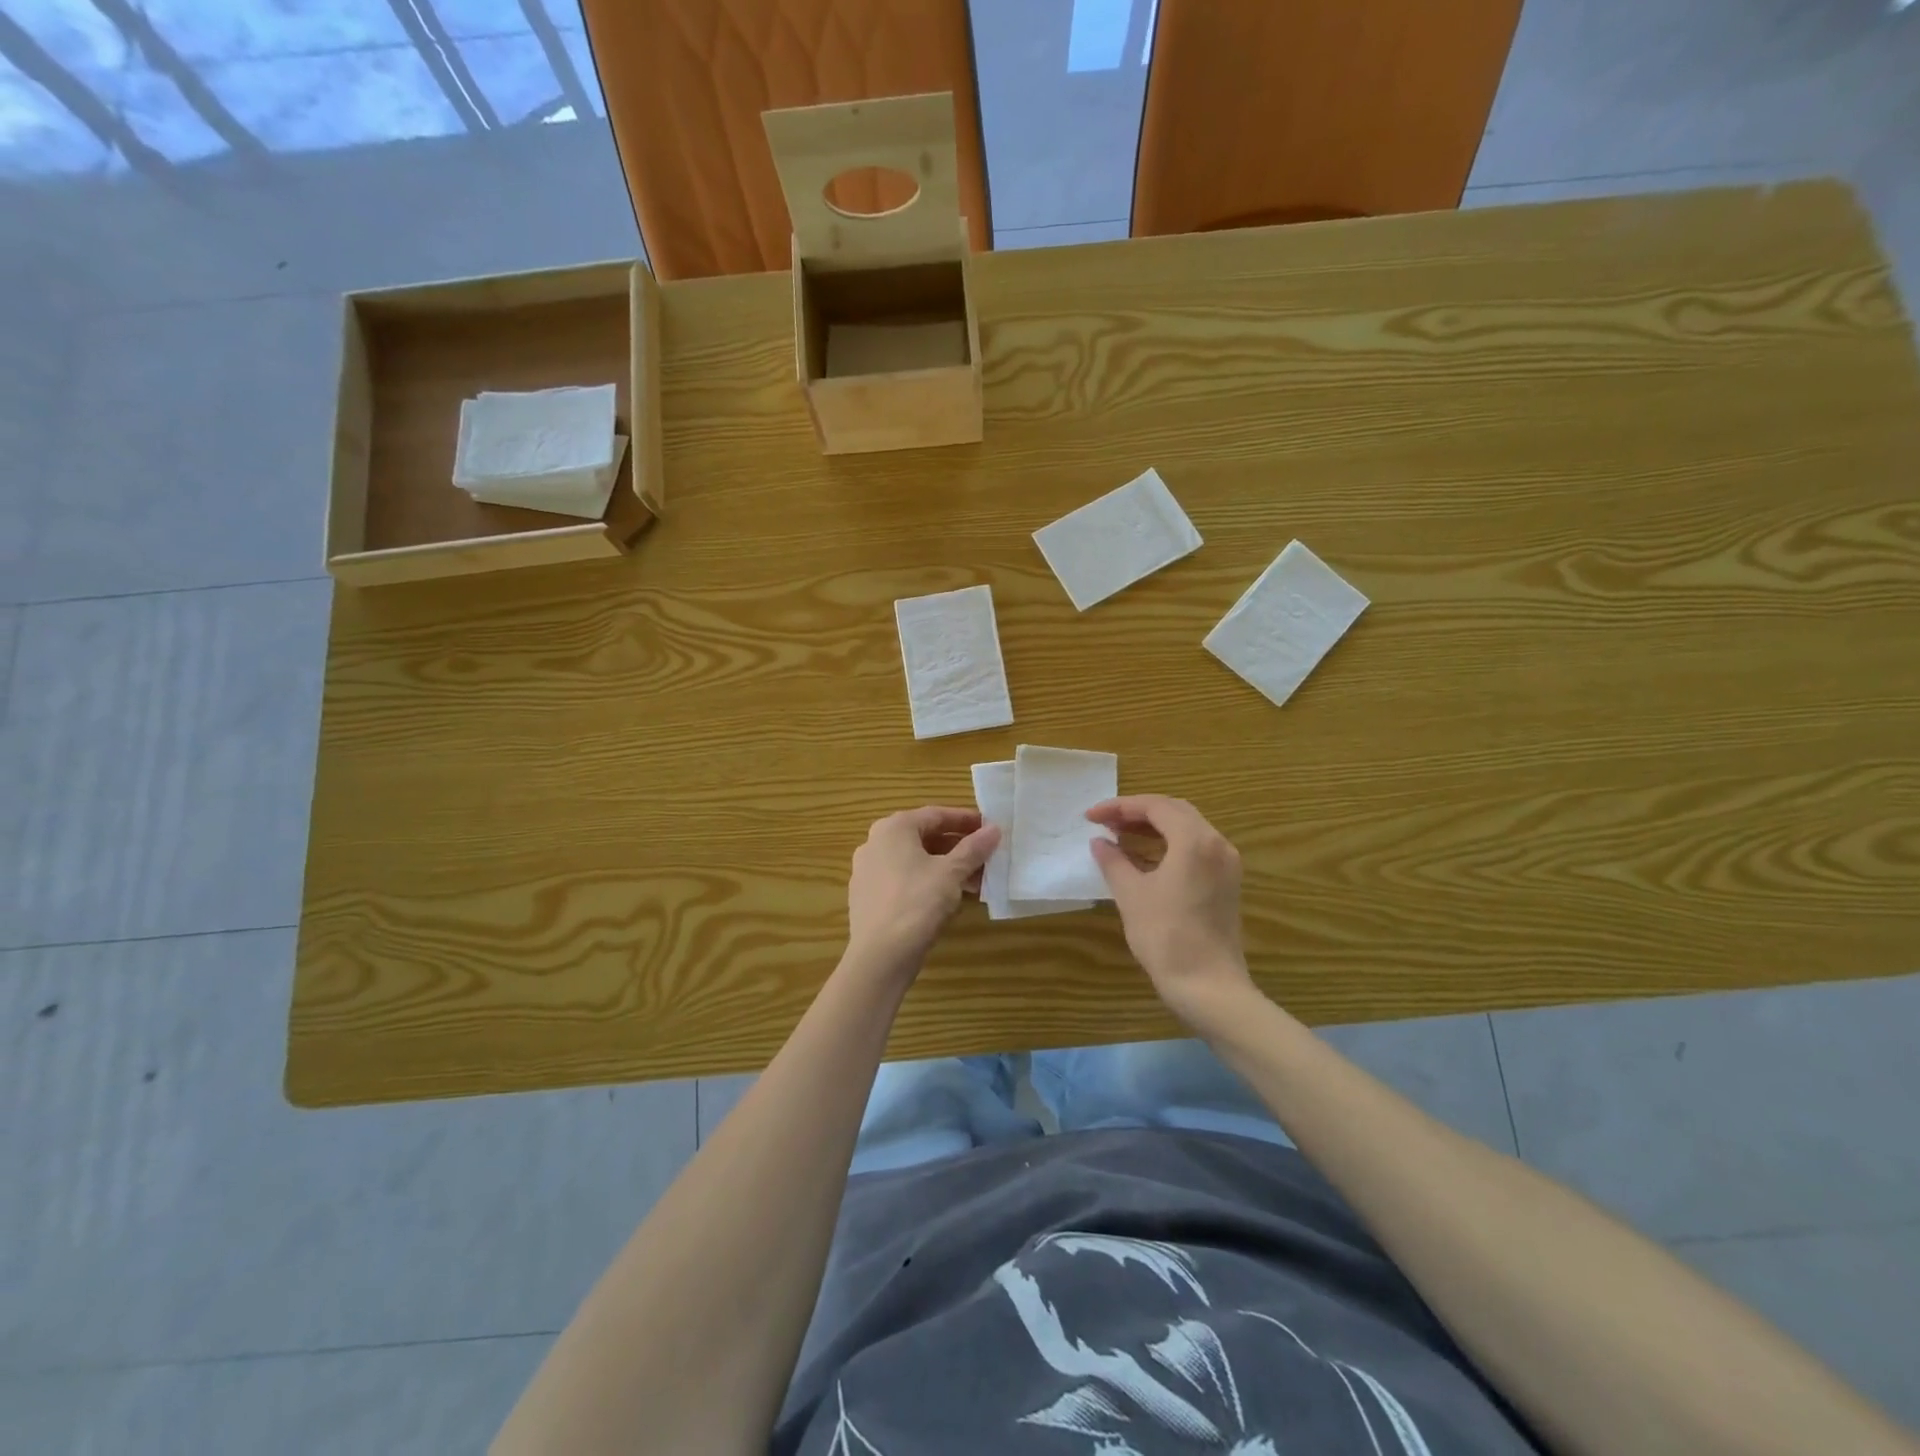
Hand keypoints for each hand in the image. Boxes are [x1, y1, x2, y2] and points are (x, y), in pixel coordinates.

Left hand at [846, 806, 999, 972]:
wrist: (880, 956)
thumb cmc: (917, 903)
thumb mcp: (951, 873)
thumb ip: (974, 848)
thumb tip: (994, 829)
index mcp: (893, 828)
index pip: (936, 815)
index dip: (966, 820)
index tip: (990, 828)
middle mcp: (875, 843)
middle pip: (924, 837)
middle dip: (957, 847)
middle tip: (985, 856)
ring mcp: (867, 870)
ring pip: (914, 861)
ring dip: (945, 867)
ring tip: (974, 881)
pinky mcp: (867, 896)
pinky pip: (903, 880)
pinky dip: (927, 882)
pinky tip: (949, 898)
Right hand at [1087, 795, 1257, 1027]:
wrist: (1208, 986)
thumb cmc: (1165, 936)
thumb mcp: (1131, 894)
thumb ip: (1113, 861)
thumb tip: (1100, 842)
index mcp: (1194, 840)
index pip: (1155, 806)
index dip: (1119, 806)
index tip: (1091, 817)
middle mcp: (1217, 843)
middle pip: (1175, 811)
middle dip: (1137, 812)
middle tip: (1106, 822)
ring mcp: (1226, 864)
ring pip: (1188, 828)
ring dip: (1154, 827)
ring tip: (1120, 835)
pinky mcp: (1227, 883)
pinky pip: (1196, 848)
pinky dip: (1169, 844)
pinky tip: (1145, 857)